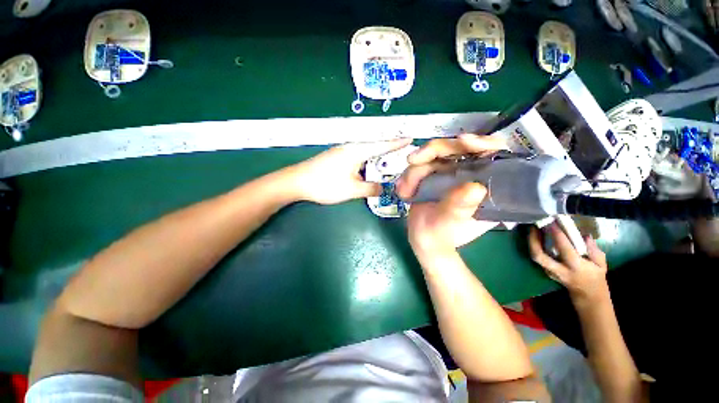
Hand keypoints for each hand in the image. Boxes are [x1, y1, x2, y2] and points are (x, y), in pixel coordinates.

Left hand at [290, 138, 412, 204]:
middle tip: (403, 153)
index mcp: (357, 151)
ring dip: (378, 155)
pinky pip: (358, 156)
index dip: (397, 143)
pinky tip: (369, 167)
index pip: (382, 145)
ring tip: (390, 161)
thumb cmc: (326, 184)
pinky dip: (368, 161)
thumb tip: (383, 189)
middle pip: (375, 146)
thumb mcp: (352, 190)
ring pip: (366, 151)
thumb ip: (371, 189)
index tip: (410, 138)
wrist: (297, 182)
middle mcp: (351, 147)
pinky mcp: (336, 157)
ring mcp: (342, 151)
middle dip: (389, 148)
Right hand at [396, 134, 507, 253]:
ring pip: (433, 156)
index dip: (481, 143)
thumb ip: (460, 206)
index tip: (463, 142)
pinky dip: (409, 176)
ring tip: (404, 191)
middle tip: (412, 161)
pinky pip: (420, 166)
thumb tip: (476, 187)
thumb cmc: (442, 235)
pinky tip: (403, 190)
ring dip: (414, 171)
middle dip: (432, 152)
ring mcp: (450, 172)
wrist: (424, 239)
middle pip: (457, 148)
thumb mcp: (451, 223)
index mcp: (487, 184)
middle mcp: (470, 173)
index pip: (493, 153)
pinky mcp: (434, 174)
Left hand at [528, 224, 608, 302]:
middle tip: (534, 226)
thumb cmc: (595, 277)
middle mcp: (559, 269)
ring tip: (533, 228)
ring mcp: (550, 271)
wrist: (587, 294)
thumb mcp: (601, 265)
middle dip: (534, 240)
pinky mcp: (545, 270)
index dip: (557, 235)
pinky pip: (537, 257)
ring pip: (535, 256)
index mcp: (576, 267)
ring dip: (531, 242)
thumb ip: (594, 250)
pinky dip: (534, 246)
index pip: (565, 249)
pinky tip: (536, 236)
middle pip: (539, 255)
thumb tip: (585, 235)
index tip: (553, 223)